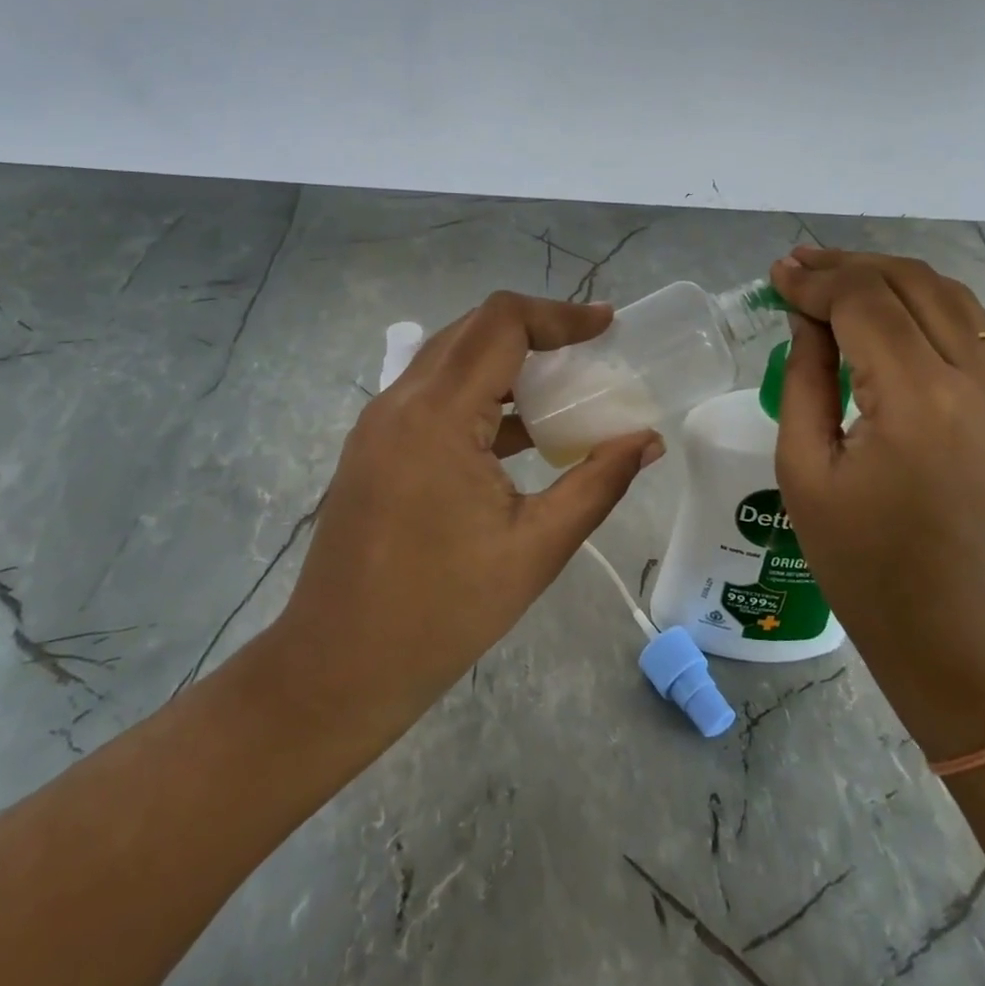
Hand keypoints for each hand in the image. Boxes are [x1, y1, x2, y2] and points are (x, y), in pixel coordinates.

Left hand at [262, 292, 662, 747]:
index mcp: (436, 417)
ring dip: (507, 361)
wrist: (336, 671)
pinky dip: (480, 395)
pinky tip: (520, 433)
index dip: (559, 314)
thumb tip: (648, 442)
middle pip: (474, 330)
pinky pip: (433, 395)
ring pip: (451, 360)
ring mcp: (380, 424)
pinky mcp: (375, 447)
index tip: (607, 324)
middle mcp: (400, 403)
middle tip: (591, 351)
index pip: (501, 324)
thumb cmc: (441, 613)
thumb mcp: (535, 548)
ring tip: (564, 387)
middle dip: (536, 330)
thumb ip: (598, 483)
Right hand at [768, 248, 984, 756]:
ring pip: (947, 294)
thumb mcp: (806, 473)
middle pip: (909, 282)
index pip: (864, 301)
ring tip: (835, 278)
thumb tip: (806, 321)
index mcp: (917, 399)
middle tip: (796, 267)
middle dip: (848, 266)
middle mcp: (972, 379)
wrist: (966, 644)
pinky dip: (921, 302)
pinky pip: (967, 327)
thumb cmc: (867, 572)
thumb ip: (804, 381)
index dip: (815, 280)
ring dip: (887, 276)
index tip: (775, 274)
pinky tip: (884, 312)